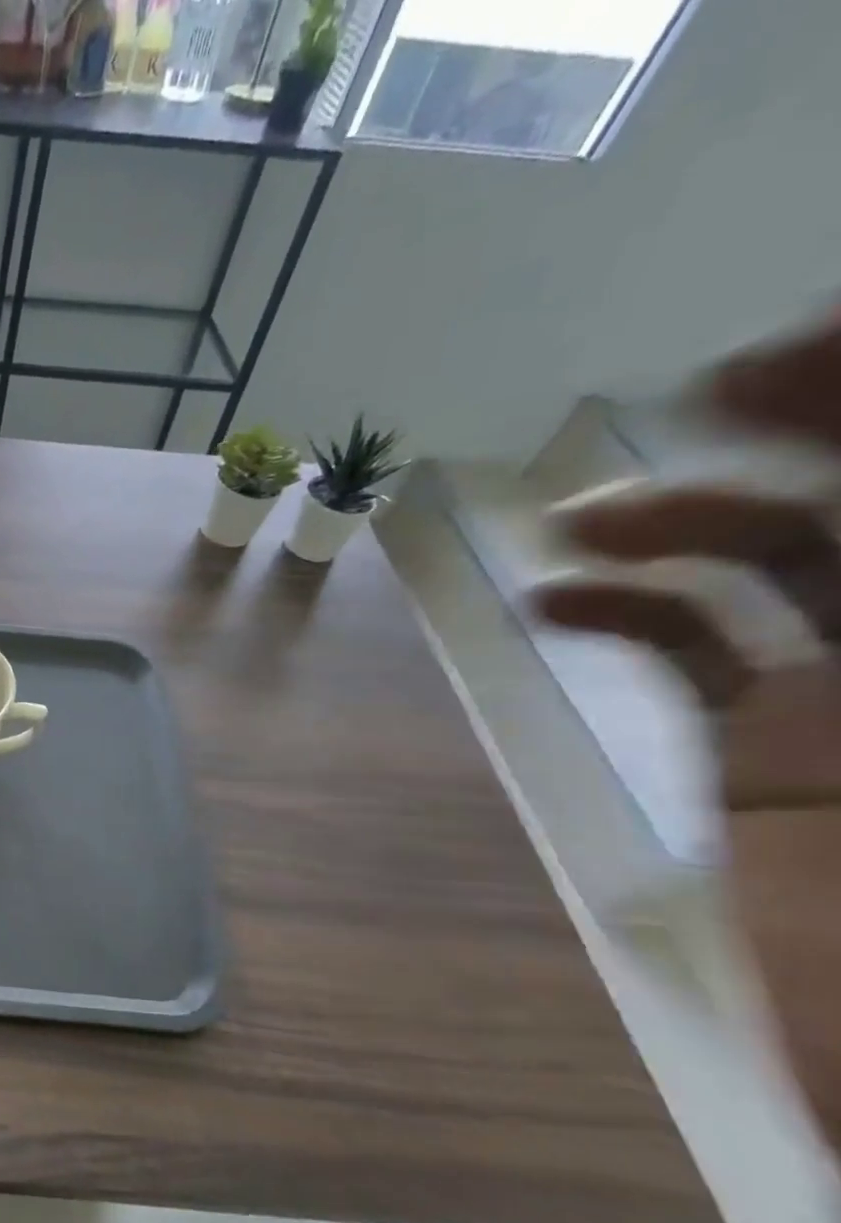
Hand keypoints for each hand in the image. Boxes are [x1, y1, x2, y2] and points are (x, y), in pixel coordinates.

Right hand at [532, 316, 840, 1147]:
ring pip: (786, 557)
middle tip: (718, 383)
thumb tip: (710, 563)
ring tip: (584, 517)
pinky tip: (552, 601)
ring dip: (684, 519)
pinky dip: (620, 615)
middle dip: (806, 427)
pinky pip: (693, 650)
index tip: (802, 349)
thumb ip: (799, 651)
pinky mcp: (765, 736)